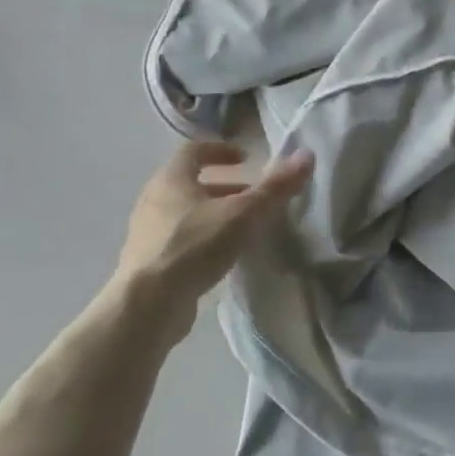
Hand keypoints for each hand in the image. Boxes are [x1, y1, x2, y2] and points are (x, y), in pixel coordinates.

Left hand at [113, 142, 313, 340]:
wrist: (147, 305)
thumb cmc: (194, 247)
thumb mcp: (243, 214)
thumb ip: (275, 187)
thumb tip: (306, 156)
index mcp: (171, 180)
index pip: (193, 151)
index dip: (220, 150)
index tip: (246, 159)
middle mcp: (154, 201)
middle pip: (189, 182)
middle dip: (224, 186)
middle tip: (251, 195)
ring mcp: (147, 232)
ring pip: (185, 212)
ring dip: (214, 212)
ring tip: (243, 226)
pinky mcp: (149, 262)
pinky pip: (179, 238)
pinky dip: (203, 237)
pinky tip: (222, 255)